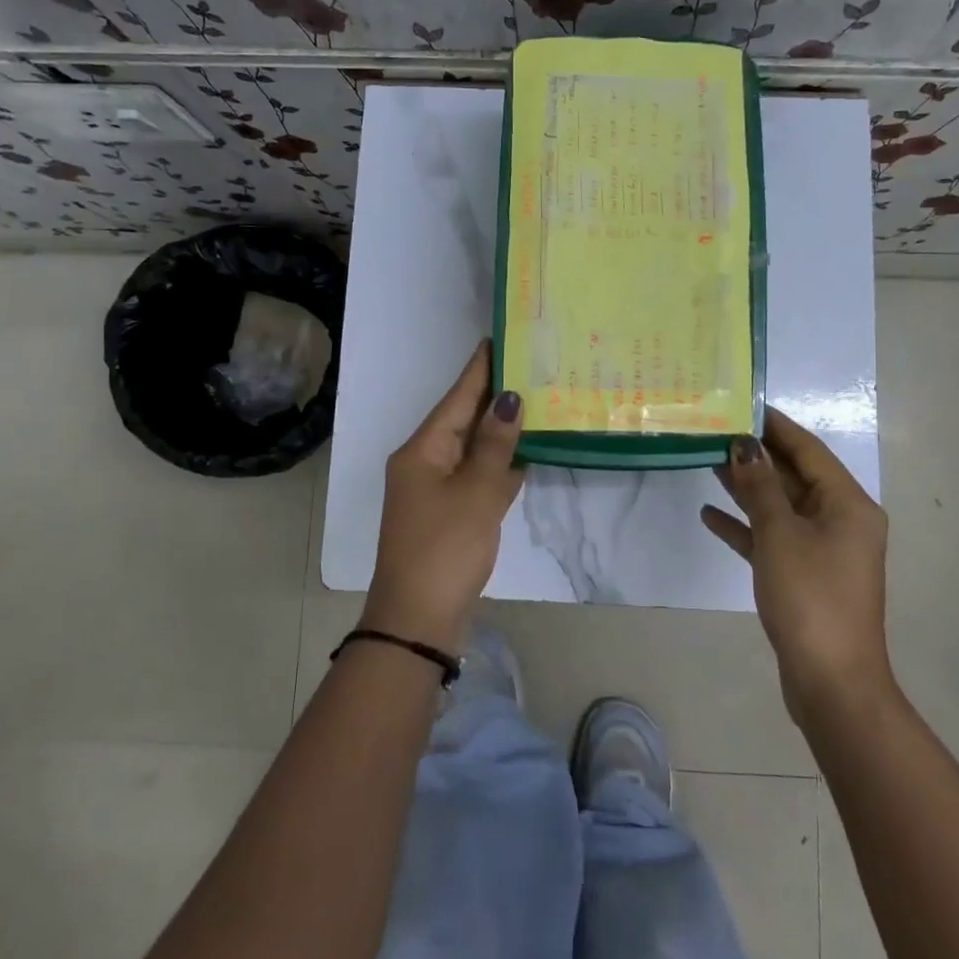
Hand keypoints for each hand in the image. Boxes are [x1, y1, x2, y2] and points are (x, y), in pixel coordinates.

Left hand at [363, 341, 524, 652]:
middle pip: (465, 418)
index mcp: (423, 449)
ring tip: (539, 398)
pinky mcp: (453, 513)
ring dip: (503, 429)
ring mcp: (438, 489)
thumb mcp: (475, 493)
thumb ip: (494, 445)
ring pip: (475, 448)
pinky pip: (480, 476)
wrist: (419, 620)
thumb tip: (510, 400)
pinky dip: (502, 463)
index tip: (501, 337)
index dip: (480, 368)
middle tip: (534, 365)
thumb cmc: (444, 549)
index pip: (458, 397)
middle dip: (497, 395)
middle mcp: (427, 462)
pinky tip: (530, 450)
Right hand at [700, 407, 892, 716]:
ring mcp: (822, 550)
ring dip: (747, 487)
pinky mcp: (803, 575)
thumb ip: (760, 485)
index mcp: (847, 504)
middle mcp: (840, 520)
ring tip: (706, 461)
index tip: (742, 403)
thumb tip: (744, 445)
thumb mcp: (780, 534)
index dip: (775, 425)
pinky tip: (710, 515)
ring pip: (780, 506)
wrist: (831, 683)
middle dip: (756, 455)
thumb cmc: (810, 598)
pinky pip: (772, 538)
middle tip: (714, 430)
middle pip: (794, 476)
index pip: (808, 449)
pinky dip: (745, 526)